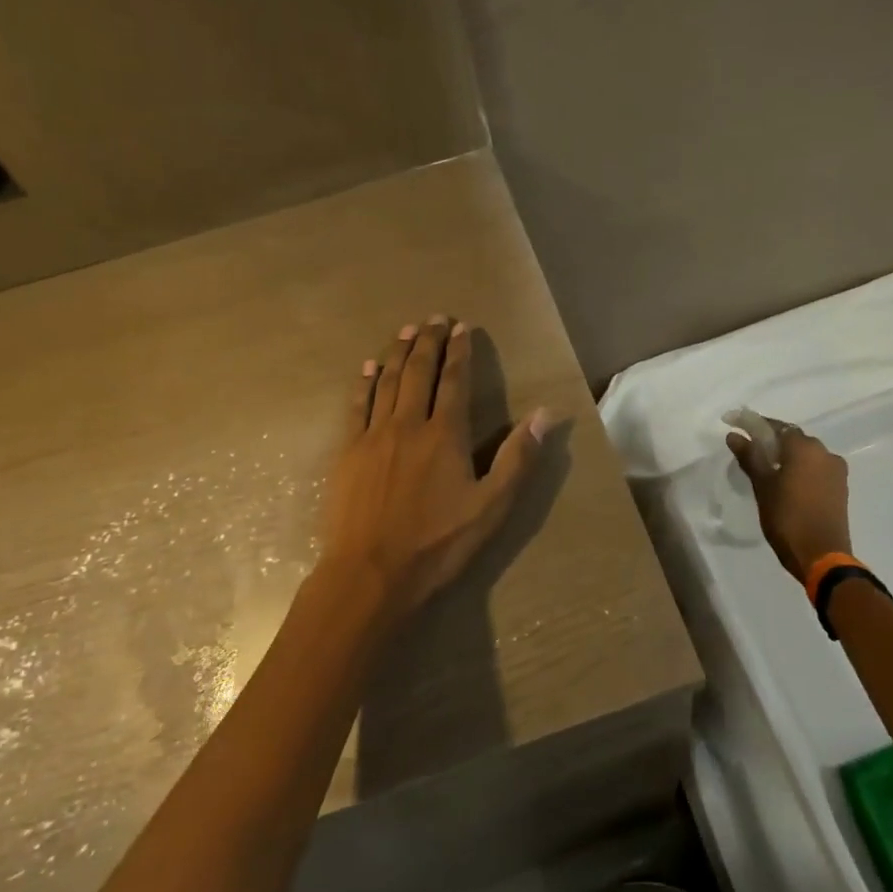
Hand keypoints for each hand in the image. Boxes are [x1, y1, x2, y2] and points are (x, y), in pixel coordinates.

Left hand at [322, 316, 548, 620]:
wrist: (371, 573)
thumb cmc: (438, 543)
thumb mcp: (491, 506)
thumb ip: (517, 457)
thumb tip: (544, 414)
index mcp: (445, 435)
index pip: (454, 381)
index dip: (459, 352)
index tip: (461, 327)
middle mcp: (408, 424)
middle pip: (418, 372)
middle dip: (427, 341)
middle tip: (433, 317)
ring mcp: (373, 436)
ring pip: (386, 382)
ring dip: (397, 352)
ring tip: (405, 330)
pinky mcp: (348, 452)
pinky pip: (356, 406)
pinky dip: (364, 383)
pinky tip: (367, 368)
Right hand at [726, 418, 852, 581]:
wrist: (822, 556)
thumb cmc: (787, 518)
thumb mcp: (763, 486)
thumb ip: (750, 457)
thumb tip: (734, 435)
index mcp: (805, 448)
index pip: (776, 426)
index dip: (754, 424)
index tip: (735, 425)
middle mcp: (824, 453)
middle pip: (793, 439)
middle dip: (771, 441)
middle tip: (749, 451)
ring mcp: (836, 471)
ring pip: (805, 455)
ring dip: (786, 456)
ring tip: (766, 469)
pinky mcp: (839, 488)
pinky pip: (815, 469)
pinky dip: (799, 470)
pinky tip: (785, 483)